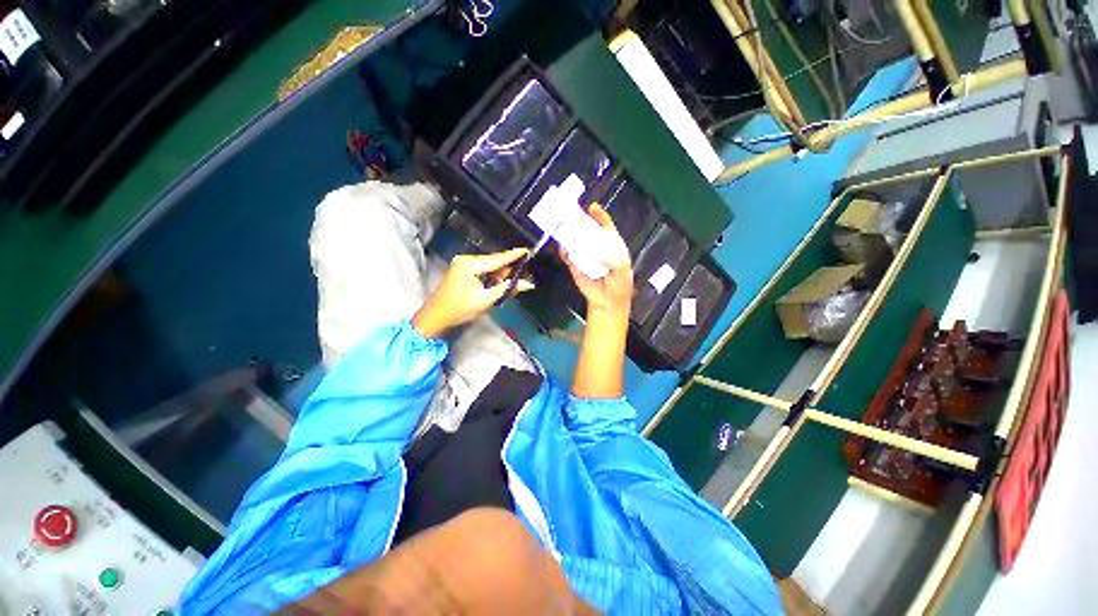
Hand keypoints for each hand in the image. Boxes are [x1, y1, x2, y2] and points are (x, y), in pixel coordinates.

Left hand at [413, 249, 533, 337]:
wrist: (435, 317)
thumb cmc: (460, 309)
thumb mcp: (486, 300)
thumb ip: (508, 289)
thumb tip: (528, 284)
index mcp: (470, 265)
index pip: (497, 259)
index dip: (514, 255)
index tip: (527, 250)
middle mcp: (466, 259)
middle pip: (493, 261)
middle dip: (507, 270)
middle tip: (521, 278)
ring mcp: (462, 263)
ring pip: (488, 266)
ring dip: (499, 275)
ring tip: (508, 286)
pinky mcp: (461, 269)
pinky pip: (481, 269)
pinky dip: (490, 276)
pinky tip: (495, 285)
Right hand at [561, 204, 632, 316]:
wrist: (607, 302)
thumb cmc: (619, 285)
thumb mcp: (622, 269)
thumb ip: (613, 258)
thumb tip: (598, 250)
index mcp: (611, 245)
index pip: (605, 226)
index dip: (600, 216)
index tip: (592, 207)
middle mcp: (597, 248)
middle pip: (588, 231)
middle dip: (580, 221)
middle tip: (572, 214)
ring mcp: (585, 256)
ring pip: (575, 241)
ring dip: (569, 234)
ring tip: (564, 226)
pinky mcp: (575, 266)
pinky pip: (567, 256)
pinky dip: (564, 251)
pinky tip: (564, 247)